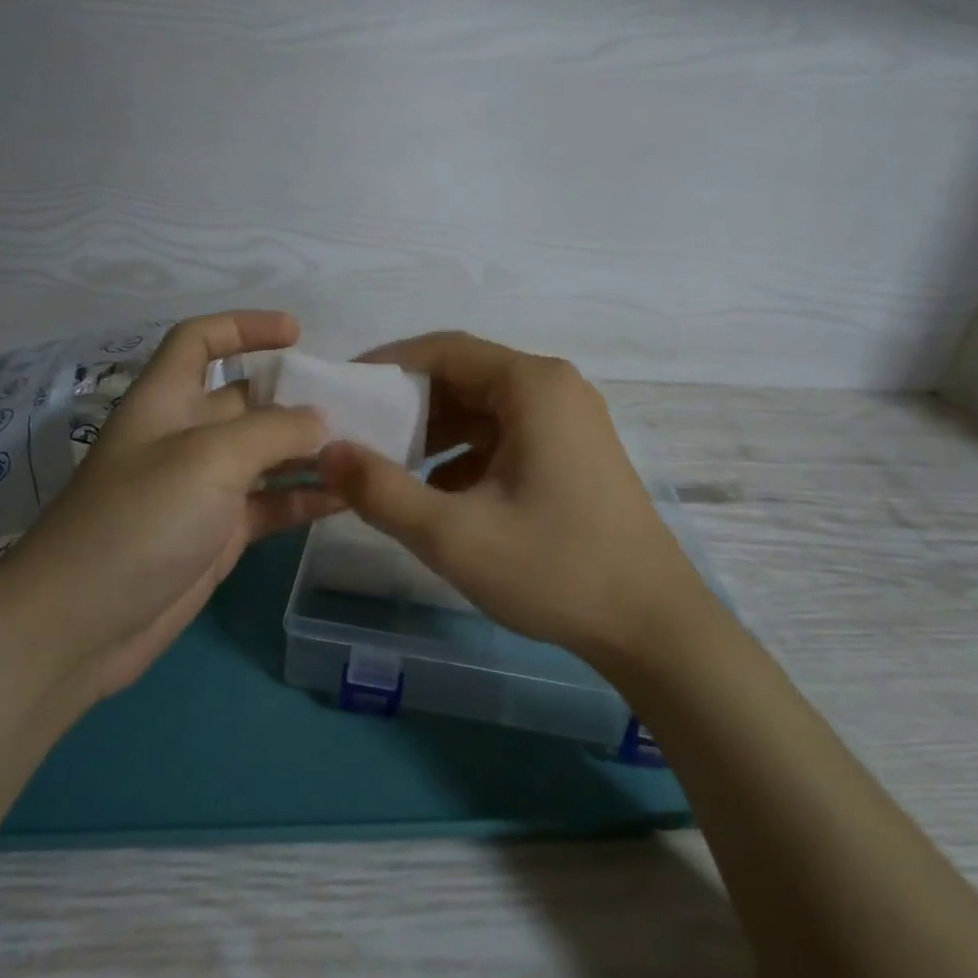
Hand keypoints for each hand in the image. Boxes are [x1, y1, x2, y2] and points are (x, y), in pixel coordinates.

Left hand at [0, 311, 341, 700]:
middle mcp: (186, 437)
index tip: (297, 334)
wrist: (81, 625)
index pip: (199, 341)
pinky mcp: (218, 535)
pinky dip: (304, 499)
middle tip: (356, 404)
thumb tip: (320, 420)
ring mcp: (203, 489)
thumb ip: (272, 431)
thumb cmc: (139, 520)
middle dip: (296, 397)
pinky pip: (270, 505)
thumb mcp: (208, 459)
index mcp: (167, 400)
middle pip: (246, 400)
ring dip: (309, 451)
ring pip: (266, 456)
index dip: (243, 327)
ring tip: (364, 450)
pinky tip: (347, 498)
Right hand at [316, 331, 716, 662]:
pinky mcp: (573, 452)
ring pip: (482, 409)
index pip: (442, 350)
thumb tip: (325, 452)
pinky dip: (464, 455)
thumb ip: (380, 490)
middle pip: (463, 376)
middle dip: (406, 405)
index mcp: (532, 385)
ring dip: (432, 433)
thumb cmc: (555, 570)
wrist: (652, 627)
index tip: (342, 392)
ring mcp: (569, 420)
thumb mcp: (453, 535)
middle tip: (356, 435)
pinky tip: (437, 495)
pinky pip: (504, 436)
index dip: (385, 365)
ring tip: (387, 467)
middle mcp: (554, 388)